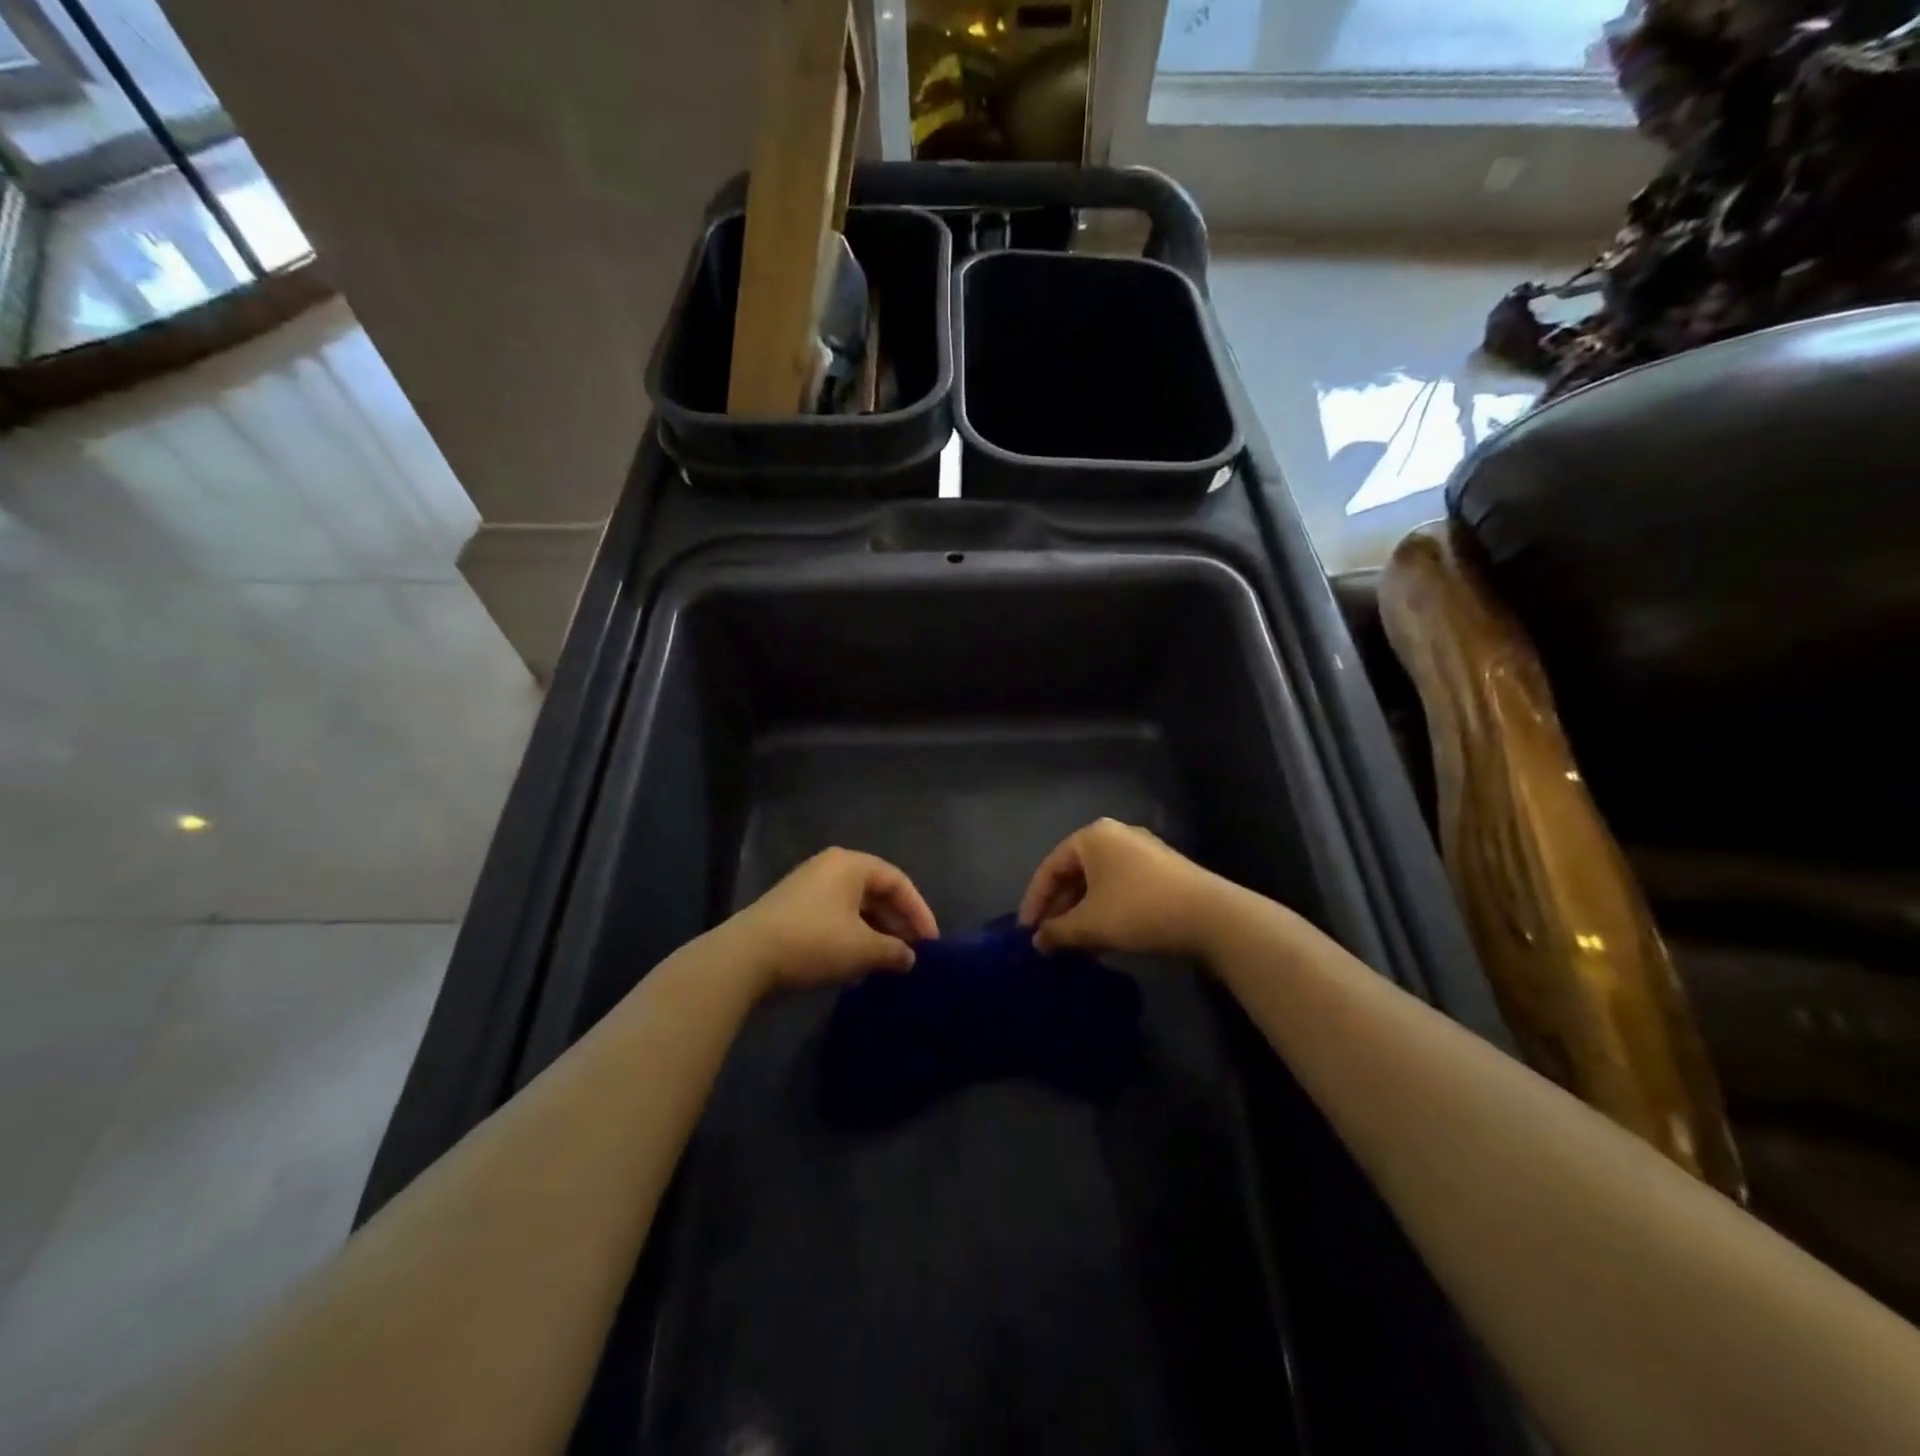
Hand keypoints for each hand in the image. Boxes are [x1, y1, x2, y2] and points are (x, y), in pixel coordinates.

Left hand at [723, 848, 938, 996]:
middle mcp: (830, 868)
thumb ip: (894, 951)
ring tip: (888, 964)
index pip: (898, 882)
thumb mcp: (862, 949)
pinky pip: (835, 919)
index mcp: (851, 864)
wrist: (745, 958)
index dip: (919, 912)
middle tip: (913, 954)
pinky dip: (851, 939)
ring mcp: (808, 887)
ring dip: (875, 935)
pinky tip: (856, 969)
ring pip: (855, 908)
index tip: (932, 943)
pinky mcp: (792, 910)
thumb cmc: (814, 942)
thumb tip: (910, 958)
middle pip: (876, 893)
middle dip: (897, 925)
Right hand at [1018, 818, 1228, 959]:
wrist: (1211, 916)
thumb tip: (1038, 942)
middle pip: (1075, 873)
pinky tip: (1103, 938)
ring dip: (1082, 913)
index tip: (1026, 933)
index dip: (1034, 902)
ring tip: (1073, 945)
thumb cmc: (1138, 910)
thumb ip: (1057, 932)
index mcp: (1092, 837)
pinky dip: (1105, 910)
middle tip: (1049, 940)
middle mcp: (1115, 835)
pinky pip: (1120, 887)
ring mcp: (1142, 851)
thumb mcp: (1089, 924)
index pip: (1050, 868)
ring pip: (1098, 882)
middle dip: (1060, 909)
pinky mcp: (1162, 870)